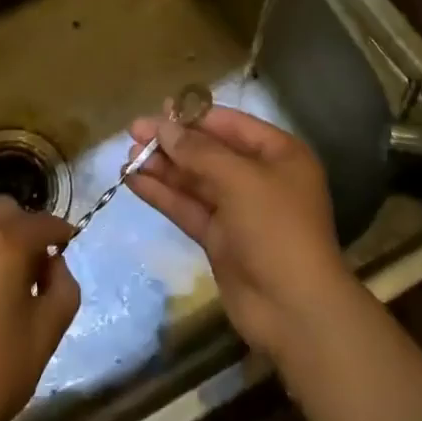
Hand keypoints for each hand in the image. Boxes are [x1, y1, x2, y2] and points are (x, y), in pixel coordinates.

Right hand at [127, 103, 355, 359]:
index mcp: (279, 154)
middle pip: (209, 151)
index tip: (157, 110)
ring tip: (127, 157)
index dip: (193, 116)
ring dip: (163, 168)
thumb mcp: (239, 179)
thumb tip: (163, 127)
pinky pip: (187, 207)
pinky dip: (162, 194)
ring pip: (194, 180)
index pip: (230, 124)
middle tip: (133, 133)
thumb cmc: (276, 229)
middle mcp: (259, 177)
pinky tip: (133, 182)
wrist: (294, 309)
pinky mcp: (219, 238)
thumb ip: (198, 151)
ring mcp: (238, 210)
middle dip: (172, 142)